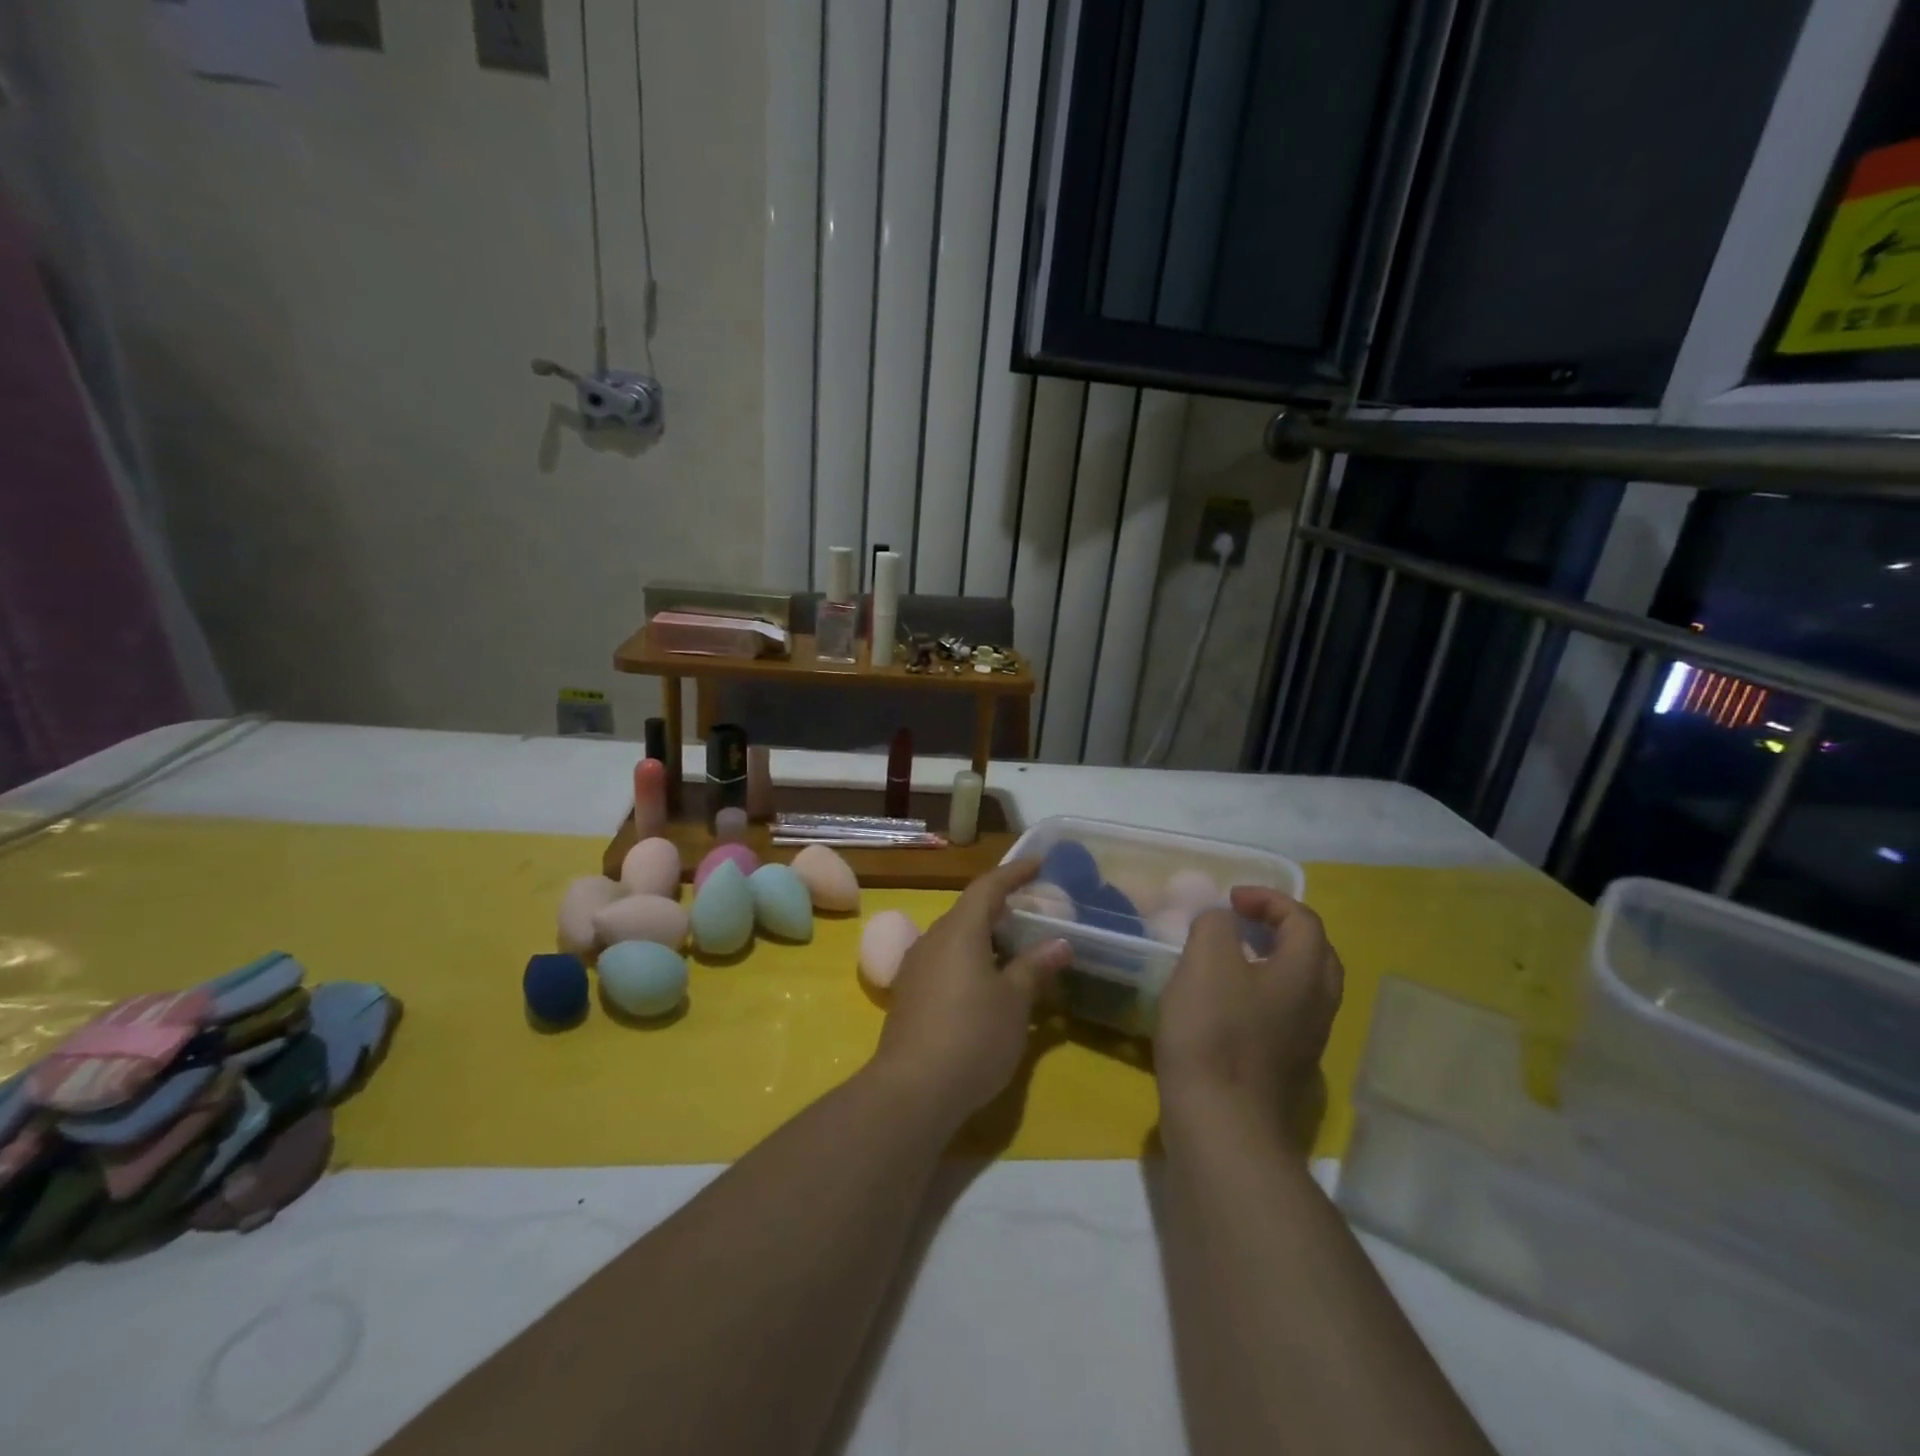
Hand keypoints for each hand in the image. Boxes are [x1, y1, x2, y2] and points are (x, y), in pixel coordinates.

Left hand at [872, 860, 1069, 1120]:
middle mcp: (933, 939)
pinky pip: (944, 961)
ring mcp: (916, 967)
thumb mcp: (1014, 1002)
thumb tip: (1060, 943)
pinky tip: (986, 983)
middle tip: (1031, 912)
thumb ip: (1035, 967)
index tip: (1038, 864)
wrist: (912, 1090)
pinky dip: (969, 960)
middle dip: (999, 907)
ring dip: (984, 937)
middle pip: (968, 912)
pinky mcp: (910, 995)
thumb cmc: (972, 1036)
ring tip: (1013, 947)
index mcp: (960, 931)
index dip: (1013, 873)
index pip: (988, 887)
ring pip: (955, 938)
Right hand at [1154, 887, 1341, 1135]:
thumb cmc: (1214, 1033)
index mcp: (1305, 973)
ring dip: (1271, 964)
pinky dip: (1261, 996)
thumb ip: (1215, 925)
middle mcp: (1318, 1005)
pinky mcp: (1286, 1069)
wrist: (1223, 1125)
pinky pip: (1284, 1016)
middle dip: (1281, 930)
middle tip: (1243, 925)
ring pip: (1301, 988)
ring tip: (1229, 961)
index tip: (1230, 901)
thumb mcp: (1205, 960)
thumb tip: (1222, 921)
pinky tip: (1223, 1007)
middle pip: (1315, 954)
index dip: (1268, 900)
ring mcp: (1306, 1042)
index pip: (1303, 920)